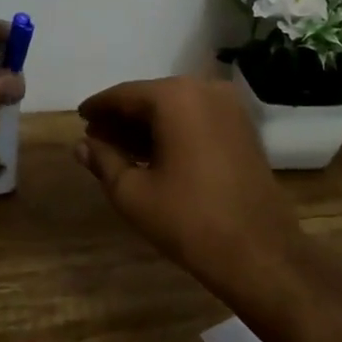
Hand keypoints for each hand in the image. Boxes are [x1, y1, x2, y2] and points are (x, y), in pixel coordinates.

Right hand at [75, 76, 315, 314]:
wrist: (261, 253)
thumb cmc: (189, 221)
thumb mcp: (133, 193)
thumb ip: (104, 161)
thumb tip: (82, 144)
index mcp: (174, 97)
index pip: (124, 95)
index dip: (98, 108)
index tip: (80, 118)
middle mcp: (204, 88)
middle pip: (151, 98)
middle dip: (123, 118)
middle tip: (96, 138)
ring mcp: (229, 106)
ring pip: (175, 108)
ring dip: (147, 125)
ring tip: (120, 150)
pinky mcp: (243, 126)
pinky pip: (197, 118)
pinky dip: (174, 130)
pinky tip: (155, 154)